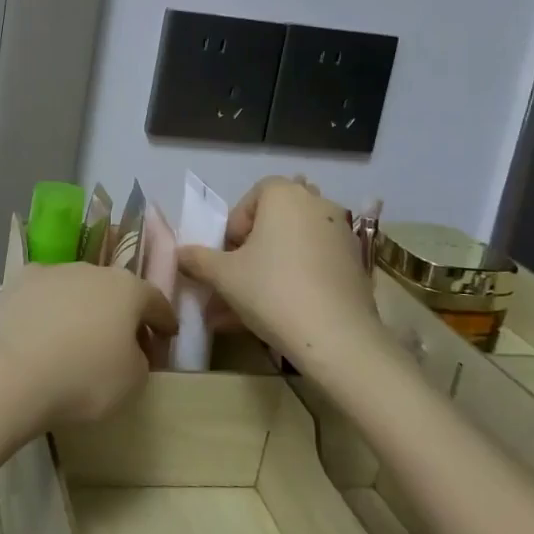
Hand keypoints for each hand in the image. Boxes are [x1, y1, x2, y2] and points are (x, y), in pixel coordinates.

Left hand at [0, 263, 177, 428]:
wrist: (12, 375)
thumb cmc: (84, 379)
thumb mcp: (133, 381)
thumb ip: (140, 357)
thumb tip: (130, 348)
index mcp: (126, 288)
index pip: (155, 300)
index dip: (164, 320)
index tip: (167, 335)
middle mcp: (91, 269)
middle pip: (114, 291)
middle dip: (120, 313)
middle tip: (120, 342)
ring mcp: (51, 271)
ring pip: (76, 289)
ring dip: (81, 308)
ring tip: (75, 339)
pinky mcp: (17, 283)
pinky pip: (43, 296)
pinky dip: (47, 311)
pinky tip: (41, 334)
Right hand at [178, 176, 378, 366]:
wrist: (337, 337)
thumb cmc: (272, 291)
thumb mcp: (224, 276)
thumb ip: (198, 259)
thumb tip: (178, 254)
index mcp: (285, 195)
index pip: (252, 197)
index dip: (235, 225)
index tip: (226, 256)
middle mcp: (317, 205)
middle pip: (275, 221)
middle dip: (252, 249)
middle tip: (237, 279)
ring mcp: (341, 234)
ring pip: (294, 247)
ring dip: (271, 268)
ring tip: (250, 307)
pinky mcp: (355, 265)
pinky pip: (315, 264)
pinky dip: (296, 280)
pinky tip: (280, 314)